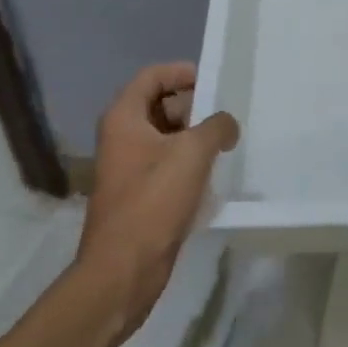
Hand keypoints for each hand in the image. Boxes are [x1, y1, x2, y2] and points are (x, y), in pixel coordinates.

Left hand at [73, 62, 238, 345]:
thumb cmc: (153, 201)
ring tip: (225, 145)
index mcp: (124, 118)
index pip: (152, 76)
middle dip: (194, 108)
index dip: (182, 72)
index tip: (212, 83)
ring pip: (166, 137)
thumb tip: (226, 125)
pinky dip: (188, 165)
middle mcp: (121, 137)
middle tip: (224, 118)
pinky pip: (166, 166)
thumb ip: (217, 126)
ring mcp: (128, 168)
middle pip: (160, 105)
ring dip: (194, 138)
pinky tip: (212, 177)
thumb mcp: (193, 152)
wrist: (122, 273)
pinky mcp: (138, 196)